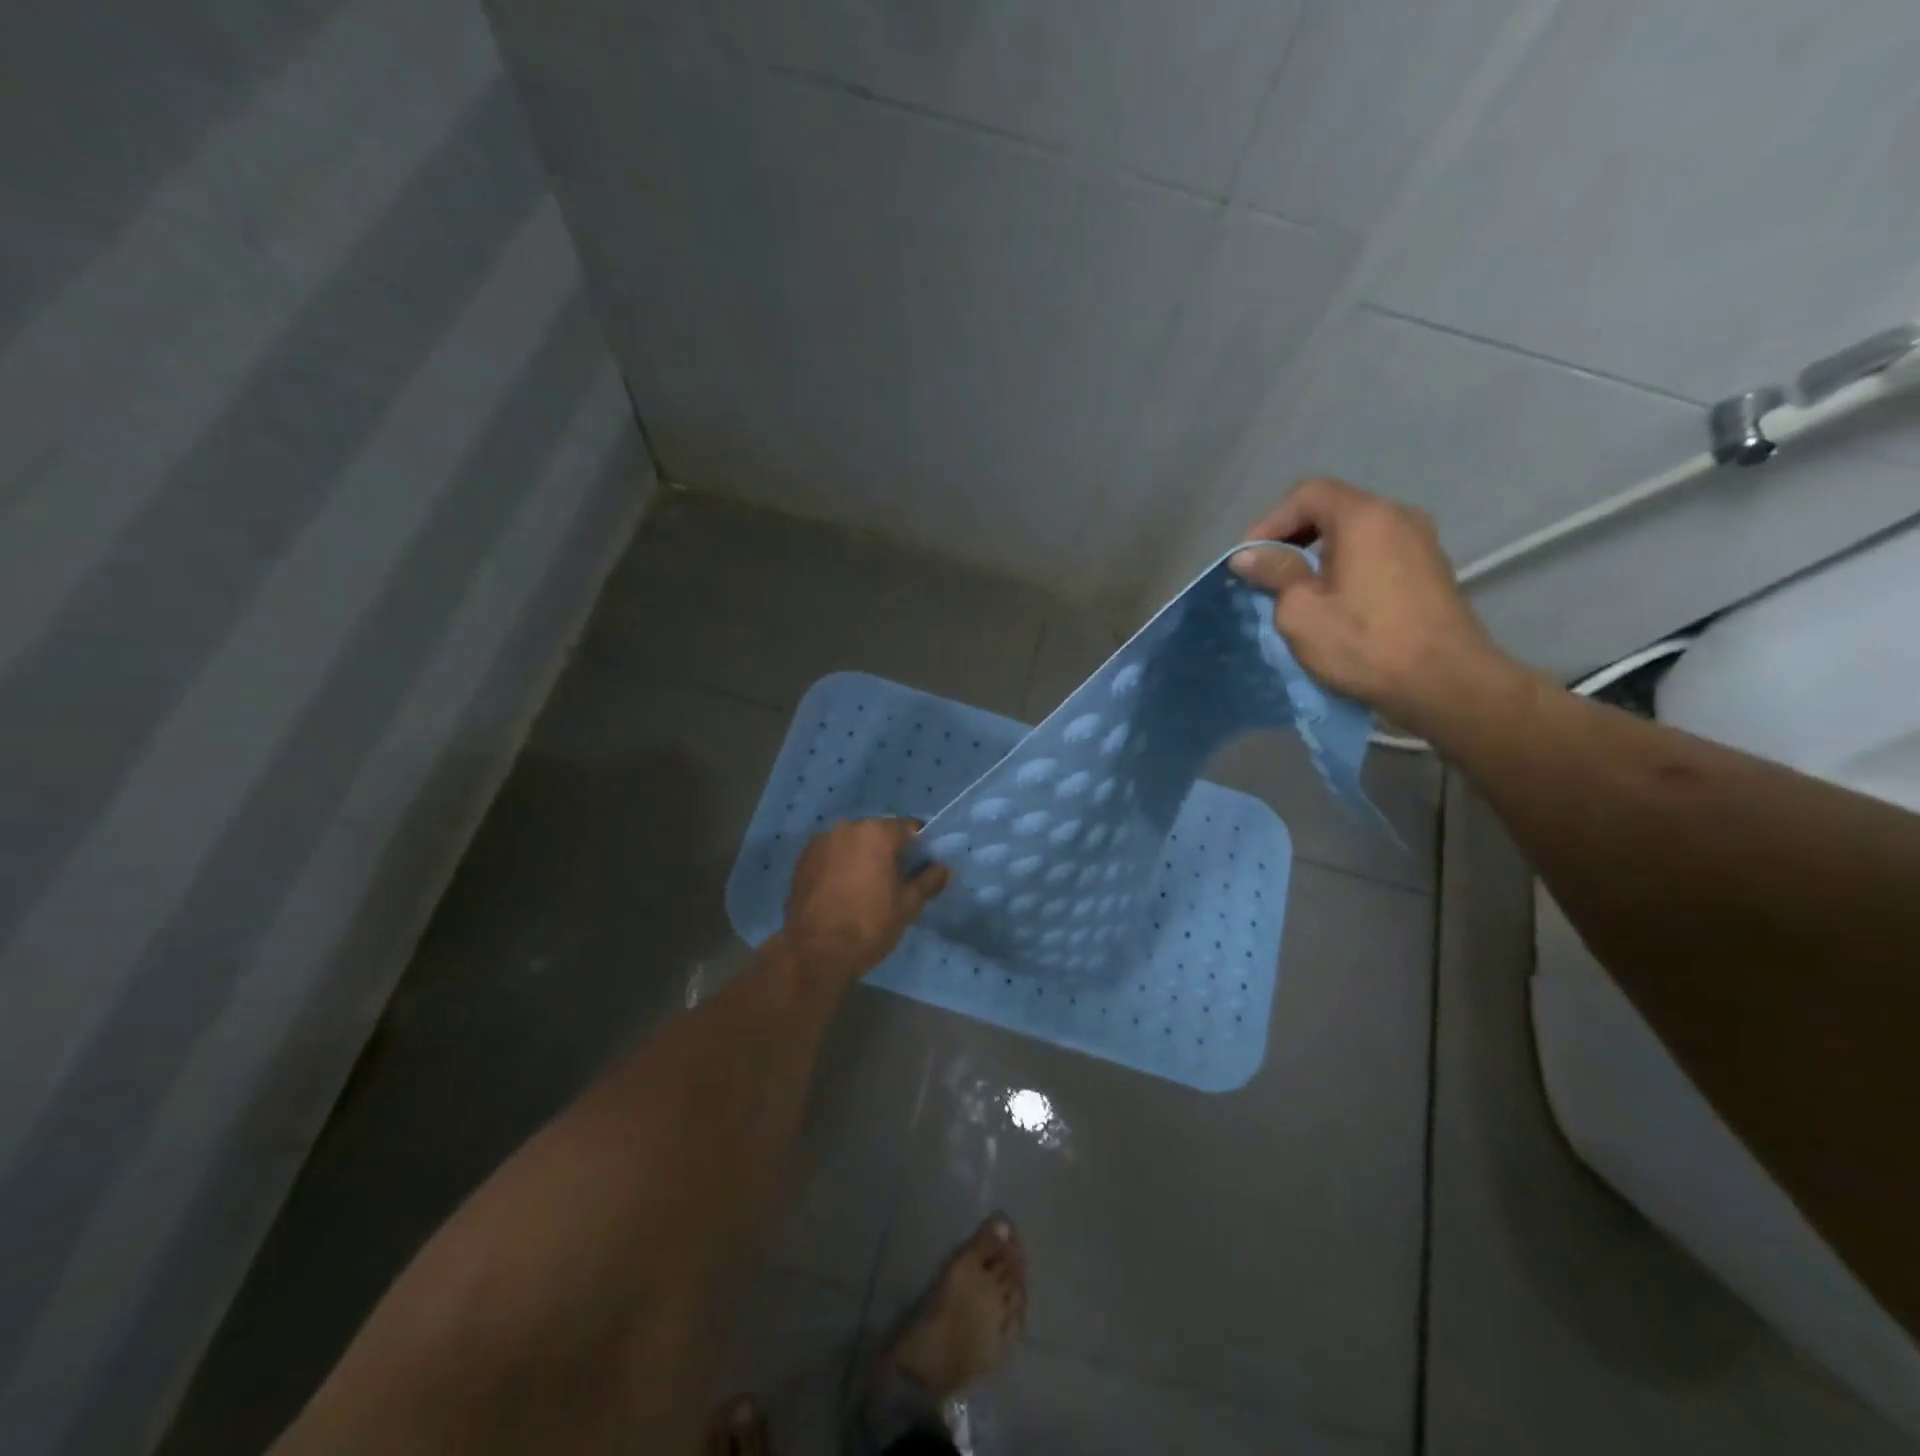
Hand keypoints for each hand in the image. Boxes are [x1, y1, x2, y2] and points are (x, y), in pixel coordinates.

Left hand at [782, 818, 949, 980]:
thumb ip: (929, 881)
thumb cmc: (868, 925)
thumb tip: (944, 868)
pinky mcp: (803, 859)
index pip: (909, 828)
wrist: (814, 951)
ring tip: (866, 887)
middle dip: (889, 851)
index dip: (920, 846)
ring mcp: (821, 841)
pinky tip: (843, 890)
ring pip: (853, 843)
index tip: (922, 867)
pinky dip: (840, 865)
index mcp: (877, 832)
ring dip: (862, 857)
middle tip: (896, 880)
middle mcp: (847, 827)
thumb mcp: (907, 906)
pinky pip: (832, 854)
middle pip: (878, 833)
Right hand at [1228, 478, 1515, 731]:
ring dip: (1320, 554)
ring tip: (1297, 590)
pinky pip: (1377, 553)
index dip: (1270, 521)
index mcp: (1365, 517)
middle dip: (1293, 537)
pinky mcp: (1431, 570)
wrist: (1445, 684)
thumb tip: (1248, 555)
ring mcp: (1421, 542)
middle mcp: (1398, 516)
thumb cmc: (1364, 643)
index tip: (1249, 559)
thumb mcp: (1301, 611)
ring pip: (1357, 533)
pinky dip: (1348, 566)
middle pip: (1334, 509)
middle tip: (1267, 574)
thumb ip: (1274, 573)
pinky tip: (1335, 601)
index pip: (1307, 494)